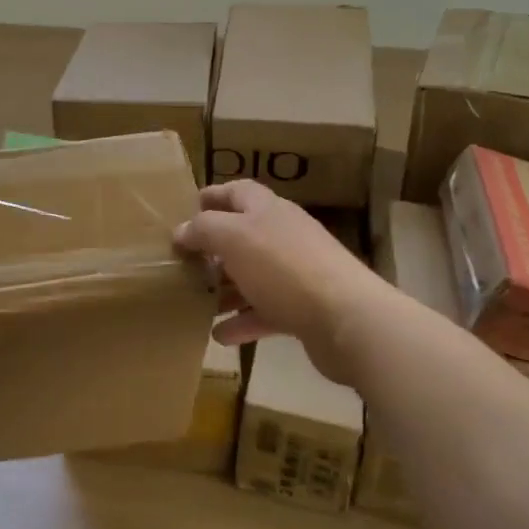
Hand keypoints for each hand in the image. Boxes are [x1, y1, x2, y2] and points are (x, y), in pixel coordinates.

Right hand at [173, 180, 382, 372]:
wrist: (346, 319)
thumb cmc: (283, 267)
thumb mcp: (233, 238)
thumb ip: (203, 230)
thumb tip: (181, 230)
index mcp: (268, 211)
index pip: (239, 192)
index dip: (214, 195)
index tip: (190, 207)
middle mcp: (284, 236)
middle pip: (244, 236)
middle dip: (214, 249)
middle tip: (185, 263)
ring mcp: (296, 274)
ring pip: (252, 276)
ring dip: (225, 289)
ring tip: (197, 301)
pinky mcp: (304, 310)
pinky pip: (265, 312)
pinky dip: (243, 322)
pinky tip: (220, 336)